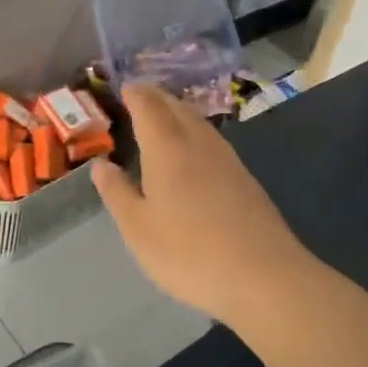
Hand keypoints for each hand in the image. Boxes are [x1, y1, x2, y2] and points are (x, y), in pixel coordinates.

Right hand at [92, 84, 308, 327]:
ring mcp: (227, 159)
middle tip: (138, 97)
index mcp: (167, 147)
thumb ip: (117, 192)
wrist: (266, 278)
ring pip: (197, 122)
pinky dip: (194, 132)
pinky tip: (191, 152)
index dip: (134, 93)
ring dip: (177, 112)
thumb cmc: (189, 252)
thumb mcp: (138, 228)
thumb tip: (101, 165)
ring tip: (161, 118)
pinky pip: (211, 140)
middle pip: (176, 106)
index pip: (148, 105)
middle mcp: (198, 142)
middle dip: (156, 97)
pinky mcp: (245, 179)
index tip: (123, 88)